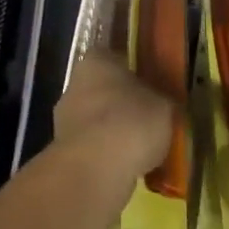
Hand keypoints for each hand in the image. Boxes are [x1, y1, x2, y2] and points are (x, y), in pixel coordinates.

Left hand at [54, 52, 175, 191]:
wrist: (95, 171)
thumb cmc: (131, 122)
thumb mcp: (164, 106)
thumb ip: (162, 100)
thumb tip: (164, 104)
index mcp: (96, 61)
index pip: (114, 58)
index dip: (133, 72)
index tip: (150, 87)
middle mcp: (74, 84)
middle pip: (102, 90)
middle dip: (121, 104)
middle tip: (148, 120)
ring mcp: (64, 120)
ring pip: (95, 121)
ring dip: (113, 132)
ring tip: (141, 150)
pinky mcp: (63, 152)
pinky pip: (91, 148)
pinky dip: (106, 156)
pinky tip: (127, 168)